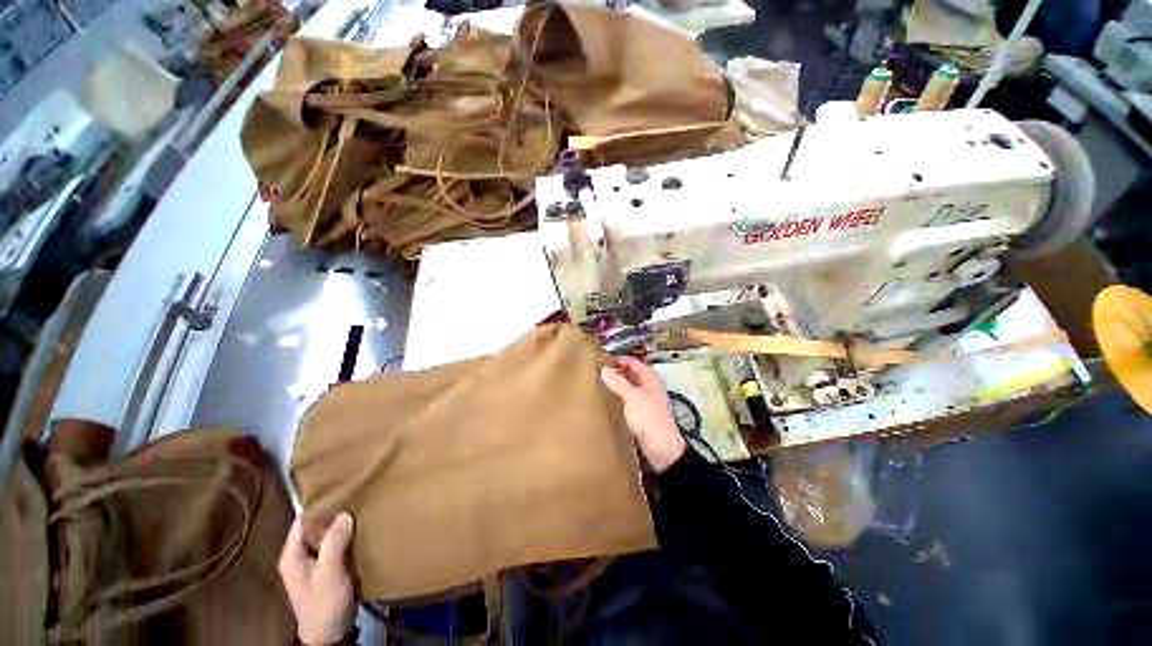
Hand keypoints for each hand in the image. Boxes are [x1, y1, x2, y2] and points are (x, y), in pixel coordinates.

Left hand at [279, 512, 356, 644]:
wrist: (330, 635)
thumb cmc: (324, 603)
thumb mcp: (329, 573)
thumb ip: (334, 543)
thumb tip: (345, 513)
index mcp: (292, 555)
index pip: (302, 521)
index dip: (320, 506)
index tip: (343, 492)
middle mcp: (299, 556)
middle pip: (315, 527)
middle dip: (334, 515)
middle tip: (357, 499)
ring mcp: (313, 564)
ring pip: (326, 536)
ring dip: (342, 526)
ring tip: (362, 511)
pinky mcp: (326, 569)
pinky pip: (335, 546)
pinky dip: (346, 537)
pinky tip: (361, 531)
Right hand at [600, 356, 685, 472]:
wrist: (662, 448)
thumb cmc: (649, 418)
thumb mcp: (632, 397)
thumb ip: (618, 382)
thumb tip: (604, 369)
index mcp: (650, 377)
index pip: (632, 361)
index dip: (617, 359)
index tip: (599, 360)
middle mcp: (649, 385)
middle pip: (630, 373)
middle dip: (615, 372)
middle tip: (596, 372)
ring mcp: (646, 399)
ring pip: (628, 386)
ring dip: (616, 384)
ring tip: (598, 384)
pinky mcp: (641, 412)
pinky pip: (627, 398)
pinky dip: (618, 396)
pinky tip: (606, 399)